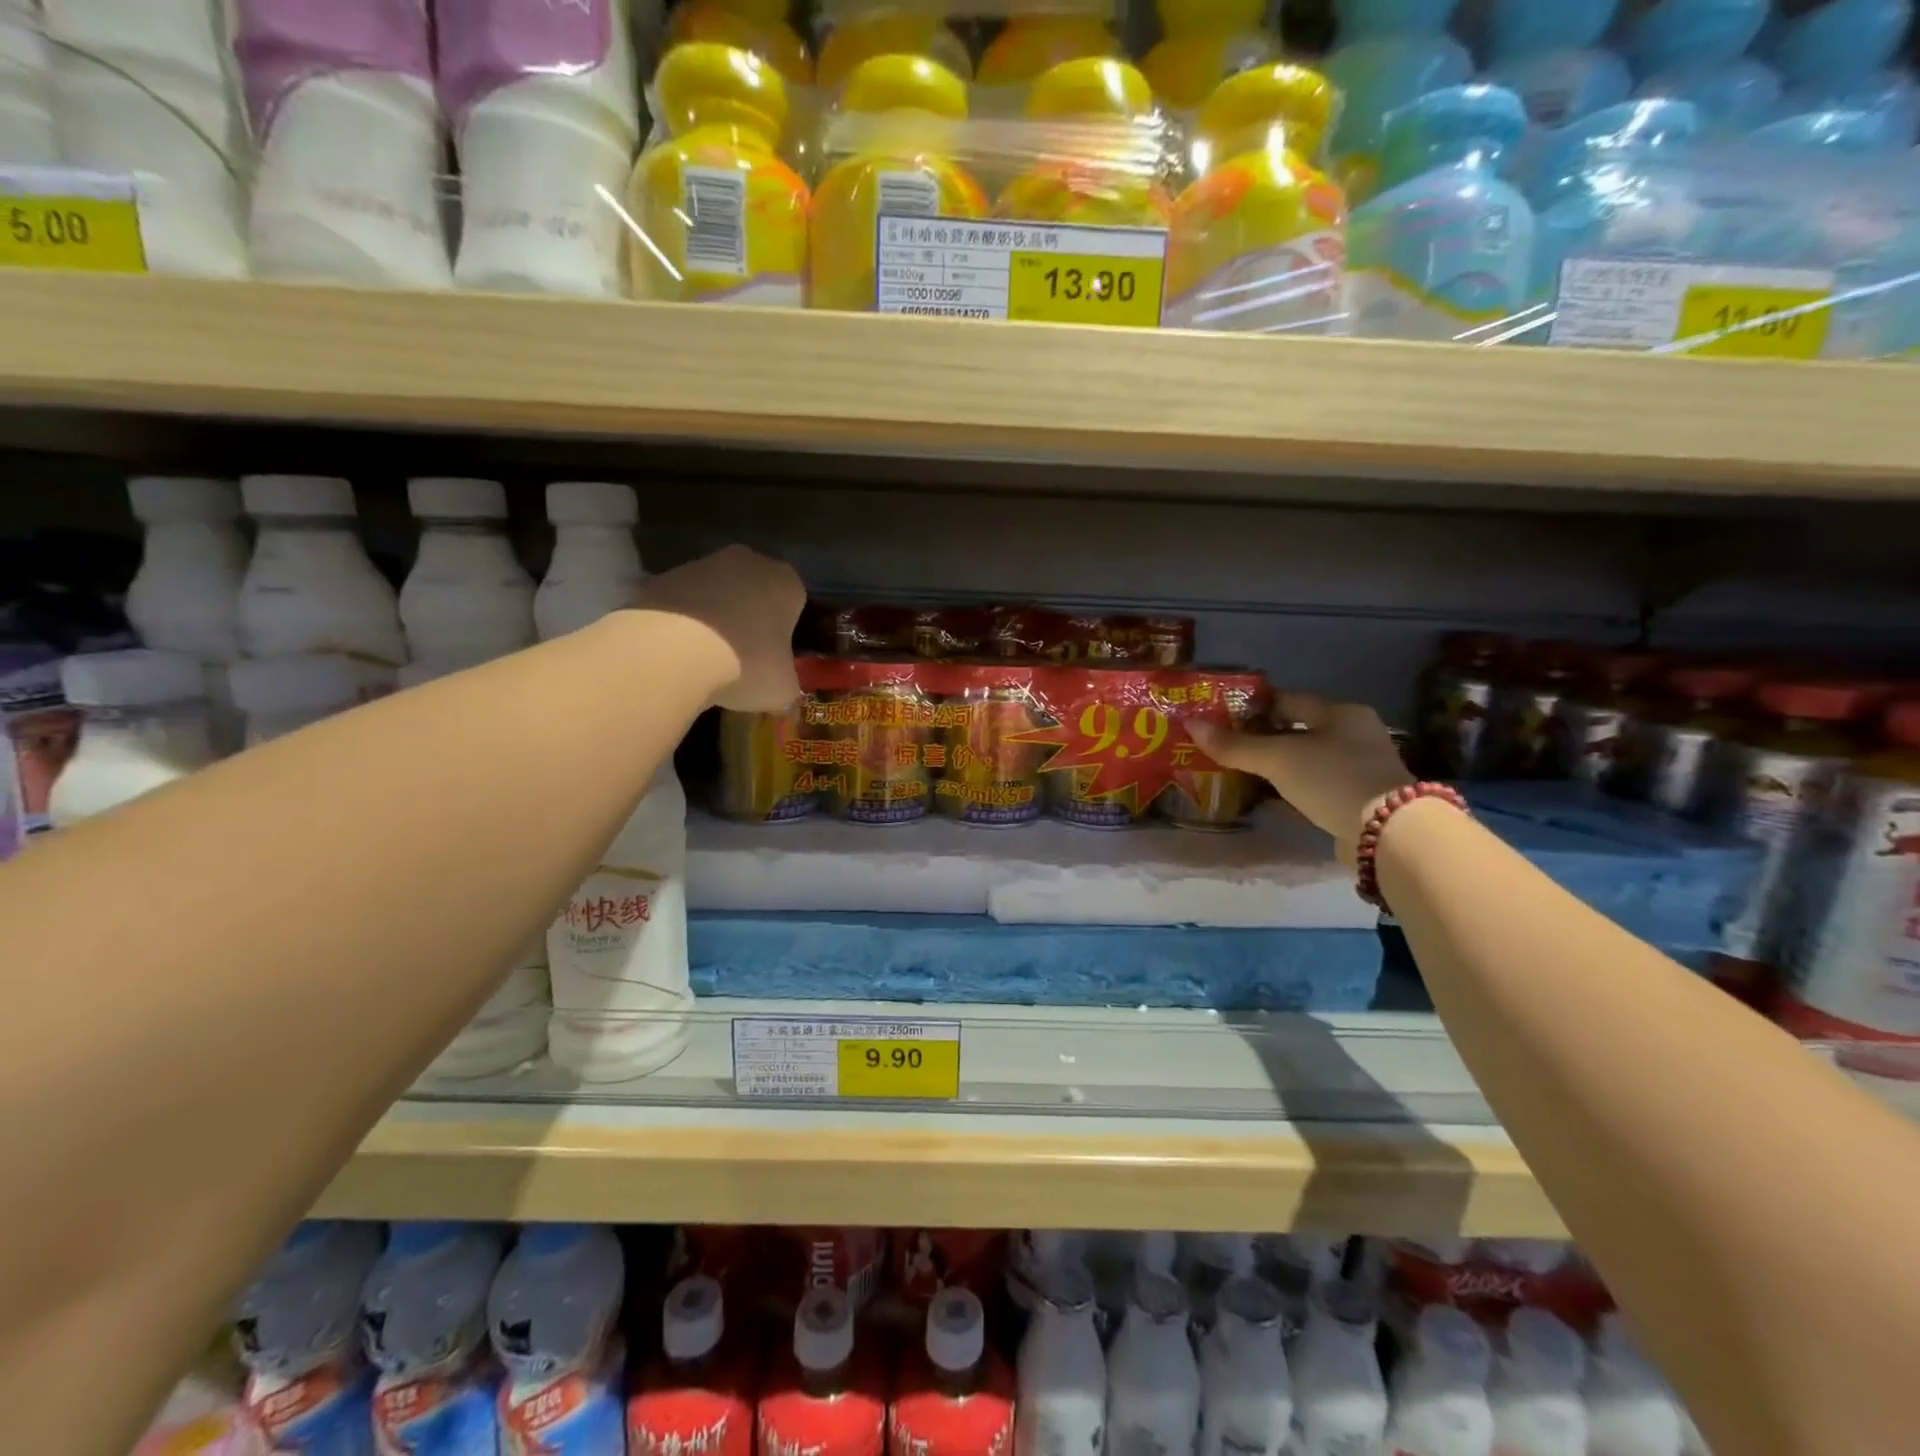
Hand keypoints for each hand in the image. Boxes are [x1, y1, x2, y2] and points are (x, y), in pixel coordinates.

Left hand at [636, 546, 803, 711]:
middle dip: (750, 618)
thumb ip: (788, 685)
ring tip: (705, 659)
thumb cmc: (746, 664)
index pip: (795, 602)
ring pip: (715, 593)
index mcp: (786, 582)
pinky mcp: (662, 577)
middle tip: (743, 656)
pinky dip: (681, 622)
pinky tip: (677, 652)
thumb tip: (783, 693)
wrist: (673, 651)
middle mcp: (747, 562)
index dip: (786, 630)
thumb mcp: (782, 689)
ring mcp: (701, 565)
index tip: (776, 656)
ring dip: (714, 618)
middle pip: (754, 590)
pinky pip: (681, 602)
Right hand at [1190, 693, 1412, 862]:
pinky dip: (1289, 791)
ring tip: (1238, 773)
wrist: (1389, 834)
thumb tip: (1190, 725)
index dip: (1254, 707)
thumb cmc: (1332, 779)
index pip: (1289, 700)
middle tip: (1226, 747)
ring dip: (1275, 767)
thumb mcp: (1278, 759)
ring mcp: (1359, 770)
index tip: (1222, 717)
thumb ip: (1235, 745)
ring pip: (1305, 761)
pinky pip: (1314, 788)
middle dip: (1262, 739)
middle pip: (1298, 731)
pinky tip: (1266, 799)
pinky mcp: (1357, 801)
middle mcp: (1354, 736)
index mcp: (1341, 713)